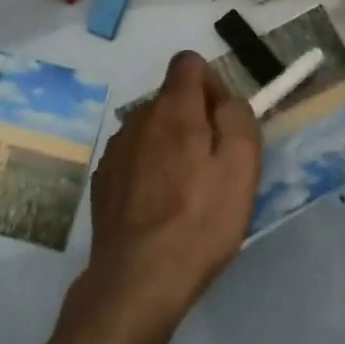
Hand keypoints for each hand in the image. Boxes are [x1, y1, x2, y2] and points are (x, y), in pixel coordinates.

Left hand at [76, 52, 261, 335]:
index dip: (211, 84)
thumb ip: (238, 118)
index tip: (222, 122)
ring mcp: (116, 148)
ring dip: (170, 146)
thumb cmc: (199, 221)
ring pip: (152, 129)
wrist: (137, 281)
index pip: (189, 62)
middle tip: (212, 166)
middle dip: (194, 119)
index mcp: (173, 107)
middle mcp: (139, 116)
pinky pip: (134, 157)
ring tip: (185, 193)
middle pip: (172, 98)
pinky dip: (148, 170)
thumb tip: (226, 101)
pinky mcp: (102, 179)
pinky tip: (158, 209)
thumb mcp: (242, 167)